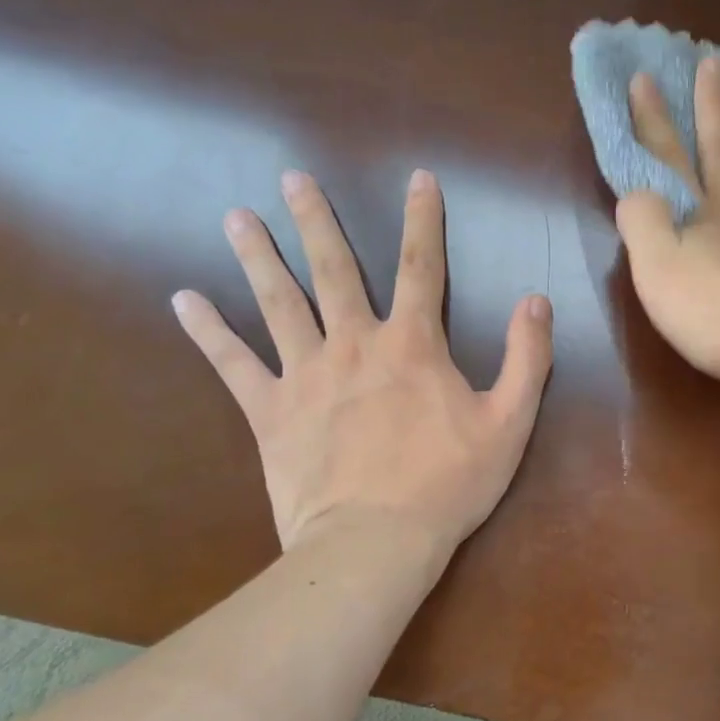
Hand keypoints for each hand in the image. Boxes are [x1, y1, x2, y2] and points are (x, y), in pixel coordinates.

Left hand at [172, 169, 552, 555]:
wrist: (376, 542)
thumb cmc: (449, 483)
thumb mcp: (509, 422)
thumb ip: (527, 358)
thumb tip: (536, 300)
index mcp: (412, 345)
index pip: (421, 266)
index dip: (424, 219)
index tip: (419, 178)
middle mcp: (354, 345)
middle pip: (334, 271)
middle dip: (317, 221)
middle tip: (293, 178)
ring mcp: (306, 376)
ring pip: (278, 304)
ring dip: (258, 257)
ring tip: (236, 217)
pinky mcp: (270, 412)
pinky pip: (234, 365)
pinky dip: (208, 332)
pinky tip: (183, 300)